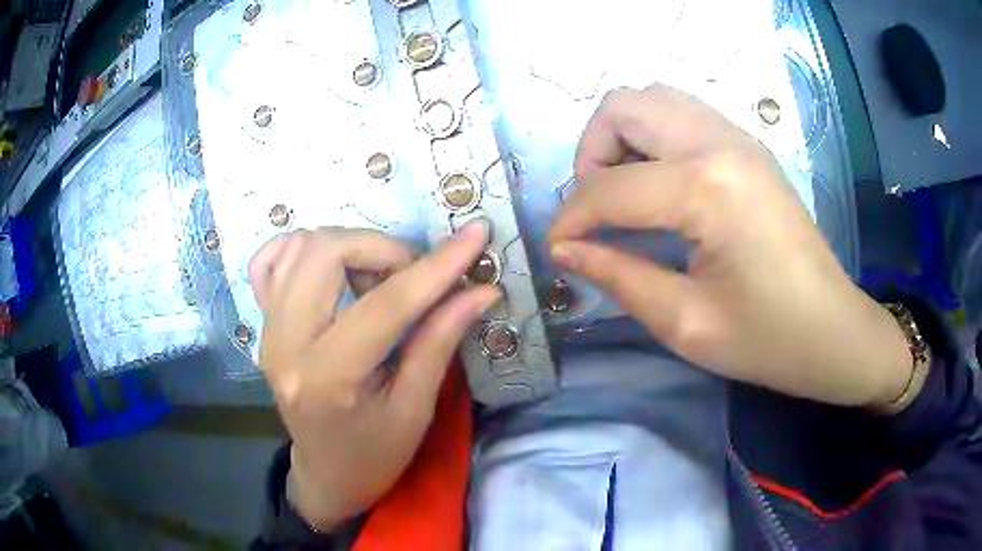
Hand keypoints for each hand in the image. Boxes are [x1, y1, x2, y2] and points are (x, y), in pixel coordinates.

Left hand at [249, 224, 497, 529]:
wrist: (326, 474)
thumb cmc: (375, 454)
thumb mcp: (416, 410)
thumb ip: (440, 342)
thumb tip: (479, 290)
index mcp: (327, 379)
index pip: (385, 305)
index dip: (436, 267)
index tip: (475, 236)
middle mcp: (285, 345)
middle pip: (327, 253)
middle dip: (383, 251)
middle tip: (413, 278)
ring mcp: (266, 330)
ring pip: (302, 246)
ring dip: (351, 249)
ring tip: (376, 281)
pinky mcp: (262, 324)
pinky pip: (271, 260)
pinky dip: (304, 250)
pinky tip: (331, 271)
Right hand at [549, 85, 910, 407]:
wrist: (833, 331)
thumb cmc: (767, 339)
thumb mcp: (685, 322)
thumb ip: (618, 276)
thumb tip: (565, 250)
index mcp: (707, 188)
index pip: (610, 187)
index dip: (571, 220)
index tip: (558, 251)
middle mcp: (720, 143)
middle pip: (624, 107)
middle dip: (591, 154)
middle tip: (594, 208)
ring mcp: (738, 137)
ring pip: (653, 100)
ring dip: (622, 137)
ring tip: (623, 192)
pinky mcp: (748, 147)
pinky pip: (682, 114)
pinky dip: (653, 137)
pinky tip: (658, 185)